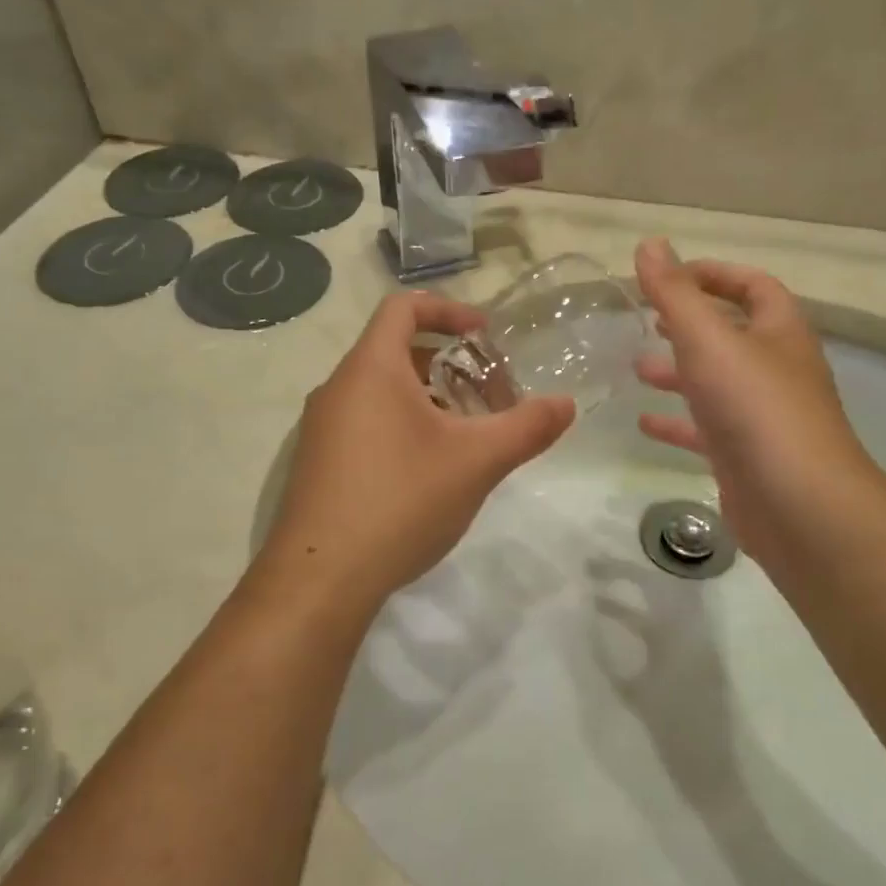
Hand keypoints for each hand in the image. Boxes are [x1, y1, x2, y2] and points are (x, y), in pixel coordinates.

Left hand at [260, 291, 575, 615]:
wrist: (321, 577)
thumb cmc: (401, 500)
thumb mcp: (476, 461)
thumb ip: (526, 427)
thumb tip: (567, 404)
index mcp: (370, 369)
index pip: (403, 307)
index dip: (448, 309)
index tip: (485, 335)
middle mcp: (338, 388)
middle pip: (395, 349)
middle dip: (448, 362)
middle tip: (488, 393)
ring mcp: (322, 427)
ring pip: (380, 390)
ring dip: (427, 397)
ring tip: (466, 432)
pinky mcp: (318, 462)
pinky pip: (364, 421)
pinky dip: (402, 424)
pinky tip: (429, 469)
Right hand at [633, 238, 883, 564]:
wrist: (798, 504)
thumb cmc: (755, 408)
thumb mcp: (708, 340)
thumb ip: (675, 293)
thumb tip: (650, 244)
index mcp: (779, 332)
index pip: (752, 286)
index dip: (713, 274)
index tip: (666, 277)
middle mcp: (775, 369)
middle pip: (732, 334)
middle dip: (689, 325)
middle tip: (646, 321)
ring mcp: (762, 416)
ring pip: (716, 383)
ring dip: (678, 372)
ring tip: (636, 368)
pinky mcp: (745, 456)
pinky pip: (706, 429)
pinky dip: (676, 422)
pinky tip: (644, 423)